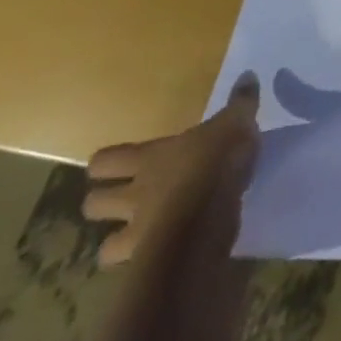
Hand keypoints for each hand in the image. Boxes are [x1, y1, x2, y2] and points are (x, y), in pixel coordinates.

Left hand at [83, 73, 261, 265]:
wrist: (207, 217)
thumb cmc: (215, 162)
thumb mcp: (236, 123)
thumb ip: (241, 102)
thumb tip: (248, 74)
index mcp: (149, 159)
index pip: (104, 161)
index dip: (105, 164)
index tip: (116, 164)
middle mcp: (134, 195)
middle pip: (93, 204)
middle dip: (103, 203)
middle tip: (125, 200)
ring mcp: (138, 231)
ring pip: (105, 246)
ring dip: (118, 243)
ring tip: (140, 237)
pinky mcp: (150, 260)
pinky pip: (137, 266)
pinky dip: (145, 263)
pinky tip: (164, 256)